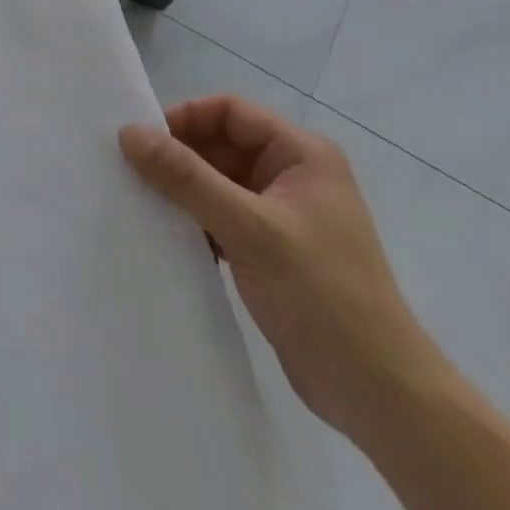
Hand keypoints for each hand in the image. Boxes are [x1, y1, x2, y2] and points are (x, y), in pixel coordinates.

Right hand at [120, 97, 442, 444]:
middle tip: (133, 173)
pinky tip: (170, 237)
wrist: (381, 397)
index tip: (143, 141)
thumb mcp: (249, 228)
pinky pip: (223, 217)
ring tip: (144, 204)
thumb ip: (187, 178)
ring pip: (218, 182)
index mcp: (302, 154)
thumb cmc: (322, 296)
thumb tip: (128, 132)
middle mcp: (294, 175)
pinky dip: (196, 222)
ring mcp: (284, 214)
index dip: (185, 118)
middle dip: (180, 157)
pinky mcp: (273, 251)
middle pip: (221, 145)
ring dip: (184, 192)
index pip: (230, 112)